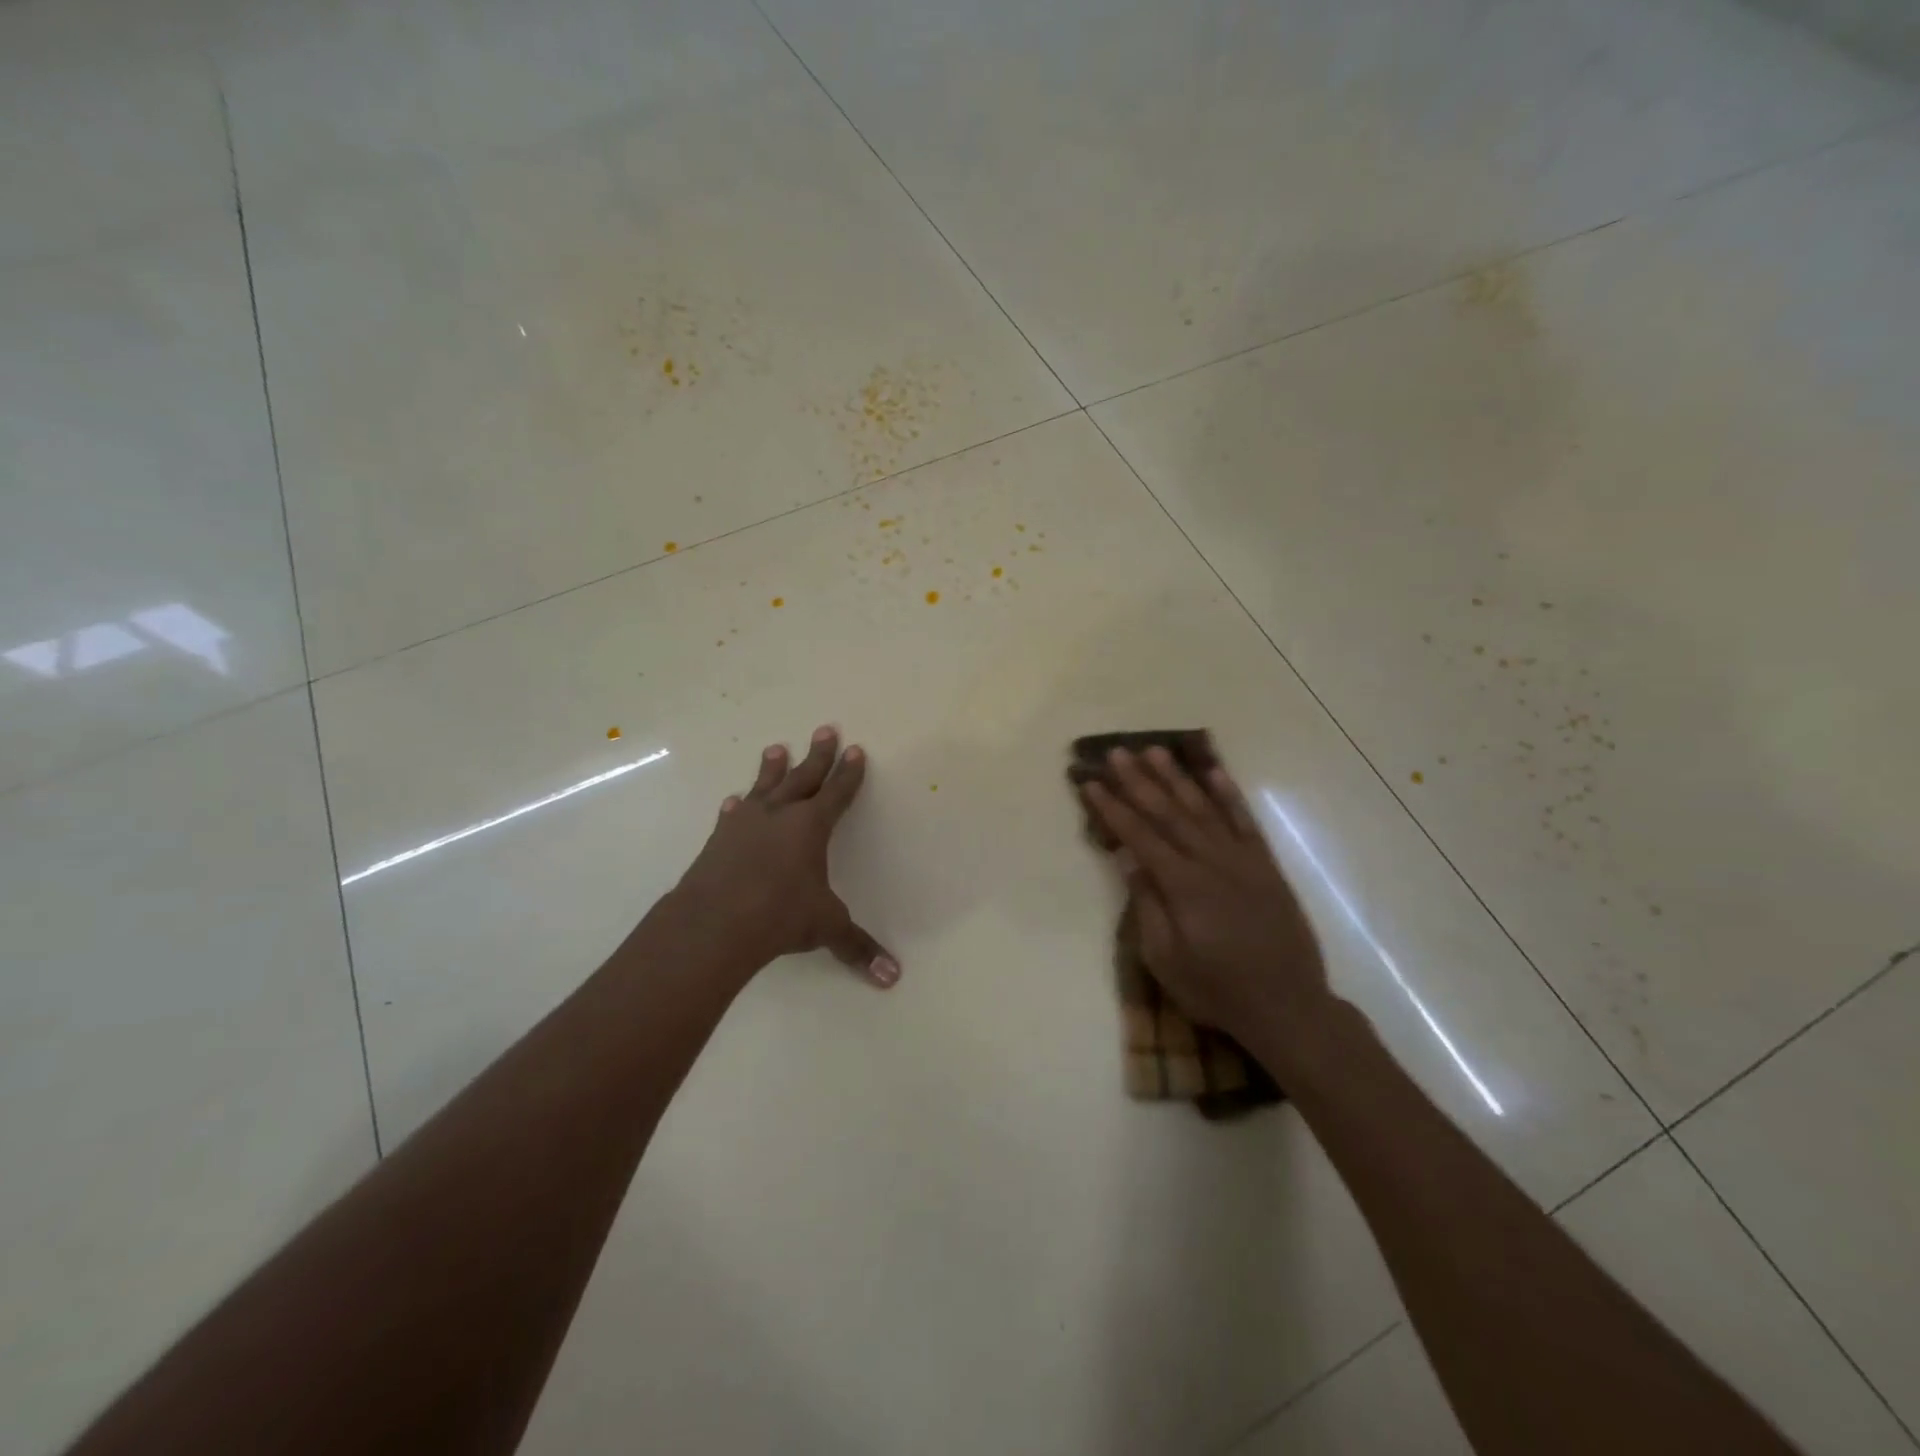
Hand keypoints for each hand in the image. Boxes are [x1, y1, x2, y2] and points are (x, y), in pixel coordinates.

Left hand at [663, 726, 898, 987]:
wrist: (714, 922)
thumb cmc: (779, 916)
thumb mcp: (825, 928)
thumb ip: (857, 947)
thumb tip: (892, 978)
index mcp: (811, 826)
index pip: (837, 792)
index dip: (848, 773)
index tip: (855, 749)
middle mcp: (779, 816)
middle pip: (803, 777)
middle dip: (817, 755)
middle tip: (824, 729)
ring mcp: (745, 825)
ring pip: (764, 787)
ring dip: (772, 769)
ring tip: (776, 748)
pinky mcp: (718, 840)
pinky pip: (732, 815)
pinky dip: (737, 807)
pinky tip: (734, 801)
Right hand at [1081, 747, 1329, 1045]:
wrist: (1288, 1006)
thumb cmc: (1216, 989)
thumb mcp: (1166, 959)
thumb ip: (1147, 905)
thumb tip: (1129, 859)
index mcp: (1182, 885)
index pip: (1139, 835)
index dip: (1112, 807)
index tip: (1090, 782)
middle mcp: (1211, 861)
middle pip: (1168, 812)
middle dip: (1138, 780)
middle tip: (1116, 752)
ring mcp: (1242, 859)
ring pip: (1203, 807)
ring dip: (1177, 777)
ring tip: (1155, 750)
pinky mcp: (1265, 865)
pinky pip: (1245, 821)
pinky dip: (1229, 794)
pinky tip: (1214, 772)